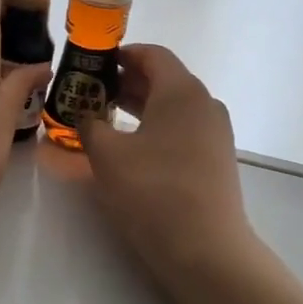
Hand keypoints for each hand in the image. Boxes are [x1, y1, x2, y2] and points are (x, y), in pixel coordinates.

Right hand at [77, 45, 257, 288]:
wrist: (205, 249)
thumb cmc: (153, 191)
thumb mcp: (107, 155)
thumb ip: (90, 125)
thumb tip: (86, 116)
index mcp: (181, 91)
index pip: (152, 54)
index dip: (120, 54)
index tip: (92, 64)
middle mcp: (204, 104)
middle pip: (163, 79)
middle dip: (125, 82)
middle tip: (91, 93)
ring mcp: (215, 133)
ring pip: (172, 106)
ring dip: (139, 107)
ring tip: (105, 119)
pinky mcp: (215, 159)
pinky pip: (181, 129)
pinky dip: (155, 128)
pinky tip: (131, 148)